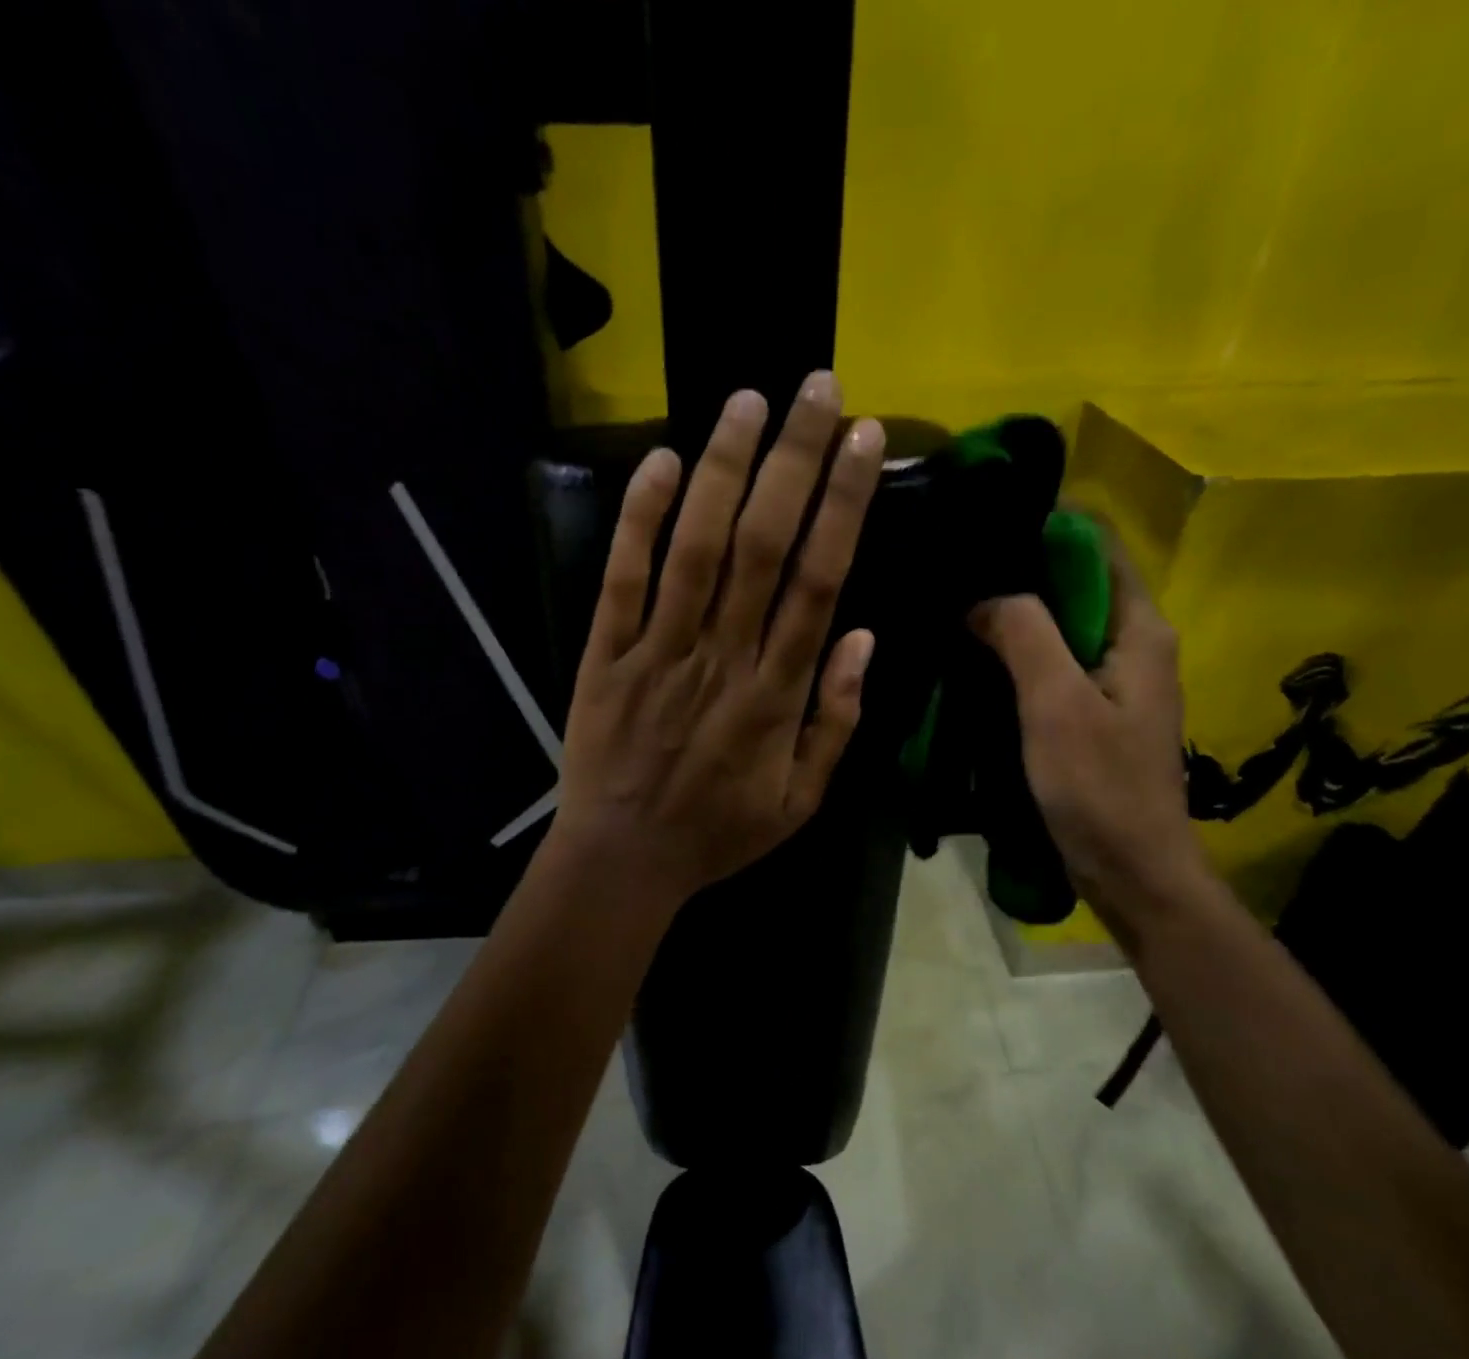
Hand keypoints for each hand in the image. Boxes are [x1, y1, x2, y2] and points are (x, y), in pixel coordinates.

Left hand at [549, 372, 885, 911]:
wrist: (624, 859)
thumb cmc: (718, 831)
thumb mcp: (802, 799)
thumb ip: (835, 719)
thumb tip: (862, 637)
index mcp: (776, 693)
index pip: (819, 580)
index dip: (843, 505)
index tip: (862, 441)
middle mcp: (723, 658)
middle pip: (764, 546)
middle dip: (794, 461)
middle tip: (817, 388)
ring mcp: (659, 652)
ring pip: (697, 548)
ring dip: (724, 471)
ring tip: (748, 401)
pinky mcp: (606, 654)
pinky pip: (623, 580)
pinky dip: (640, 520)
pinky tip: (662, 463)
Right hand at [971, 540, 1206, 928]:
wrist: (1132, 871)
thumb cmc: (1099, 786)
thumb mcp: (1055, 703)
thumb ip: (1024, 634)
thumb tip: (983, 595)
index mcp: (1139, 629)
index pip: (1098, 547)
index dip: (1046, 529)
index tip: (984, 528)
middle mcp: (1134, 645)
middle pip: (1076, 584)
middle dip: (1020, 573)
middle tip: (956, 573)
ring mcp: (1115, 681)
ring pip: (1062, 626)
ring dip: (1016, 617)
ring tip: (956, 608)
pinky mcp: (1095, 713)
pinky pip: (1055, 665)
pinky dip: (1020, 655)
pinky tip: (977, 658)